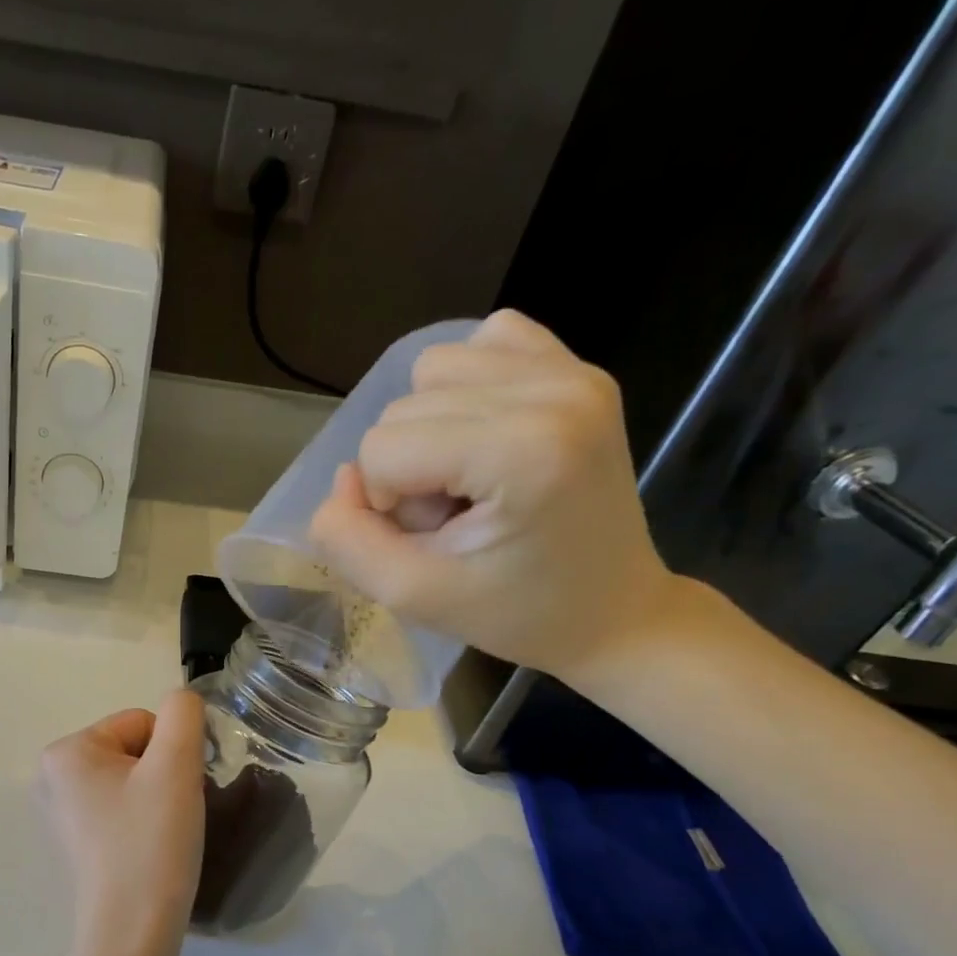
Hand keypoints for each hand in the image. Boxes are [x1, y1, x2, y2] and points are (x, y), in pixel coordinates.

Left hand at [36, 691, 206, 955]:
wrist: (131, 937)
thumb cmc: (151, 845)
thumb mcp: (175, 766)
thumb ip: (183, 714)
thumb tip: (181, 703)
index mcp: (66, 751)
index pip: (142, 721)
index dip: (173, 753)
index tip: (177, 793)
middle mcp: (52, 776)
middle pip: (135, 750)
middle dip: (164, 775)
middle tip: (172, 817)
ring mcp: (61, 813)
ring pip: (133, 780)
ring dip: (158, 798)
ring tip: (162, 836)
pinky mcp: (75, 843)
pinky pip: (121, 810)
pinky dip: (143, 822)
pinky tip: (149, 851)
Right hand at [309, 309, 681, 682]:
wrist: (613, 610)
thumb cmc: (517, 613)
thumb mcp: (413, 596)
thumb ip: (348, 541)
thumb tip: (343, 478)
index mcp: (522, 451)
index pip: (383, 447)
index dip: (386, 501)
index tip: (435, 540)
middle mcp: (552, 390)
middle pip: (403, 407)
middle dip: (410, 470)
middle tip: (457, 519)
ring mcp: (571, 370)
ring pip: (432, 370)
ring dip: (430, 429)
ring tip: (472, 480)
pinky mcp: (578, 365)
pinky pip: (483, 343)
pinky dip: (466, 388)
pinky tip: (488, 436)